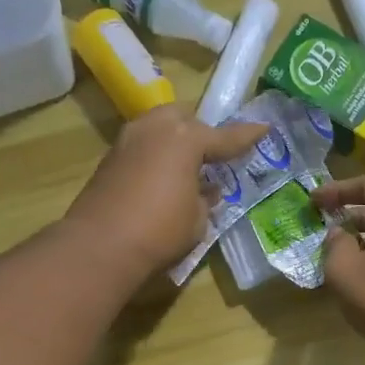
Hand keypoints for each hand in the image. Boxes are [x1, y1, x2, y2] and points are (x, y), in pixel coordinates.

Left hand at [64, 105, 269, 278]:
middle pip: (184, 119)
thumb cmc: (160, 231)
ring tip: (186, 167)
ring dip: (174, 142)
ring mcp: (128, 140)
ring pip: (159, 128)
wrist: (100, 245)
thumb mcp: (197, 219)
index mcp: (186, 138)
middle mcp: (156, 129)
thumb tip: (205, 190)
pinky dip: (156, 156)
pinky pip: (142, 147)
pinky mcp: (109, 158)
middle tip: (213, 155)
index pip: (225, 137)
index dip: (247, 136)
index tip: (263, 129)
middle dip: (200, 132)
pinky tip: (161, 179)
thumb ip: (205, 198)